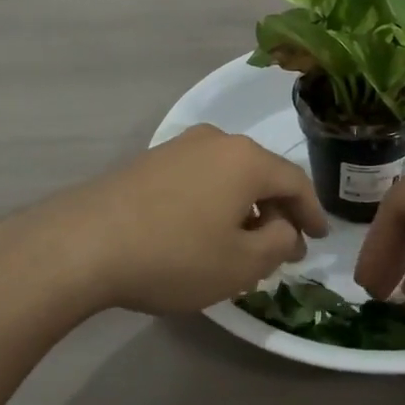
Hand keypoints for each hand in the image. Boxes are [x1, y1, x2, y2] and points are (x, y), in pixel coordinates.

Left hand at [11, 125, 327, 317]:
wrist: (83, 243)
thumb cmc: (174, 255)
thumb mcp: (240, 263)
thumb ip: (278, 243)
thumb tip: (283, 228)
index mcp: (247, 159)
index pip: (296, 182)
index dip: (313, 212)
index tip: (320, 238)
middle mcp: (217, 141)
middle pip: (261, 174)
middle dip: (278, 211)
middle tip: (285, 246)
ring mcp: (179, 147)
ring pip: (229, 175)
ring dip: (244, 207)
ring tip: (244, 242)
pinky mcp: (150, 161)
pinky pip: (200, 178)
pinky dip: (214, 201)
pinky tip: (204, 231)